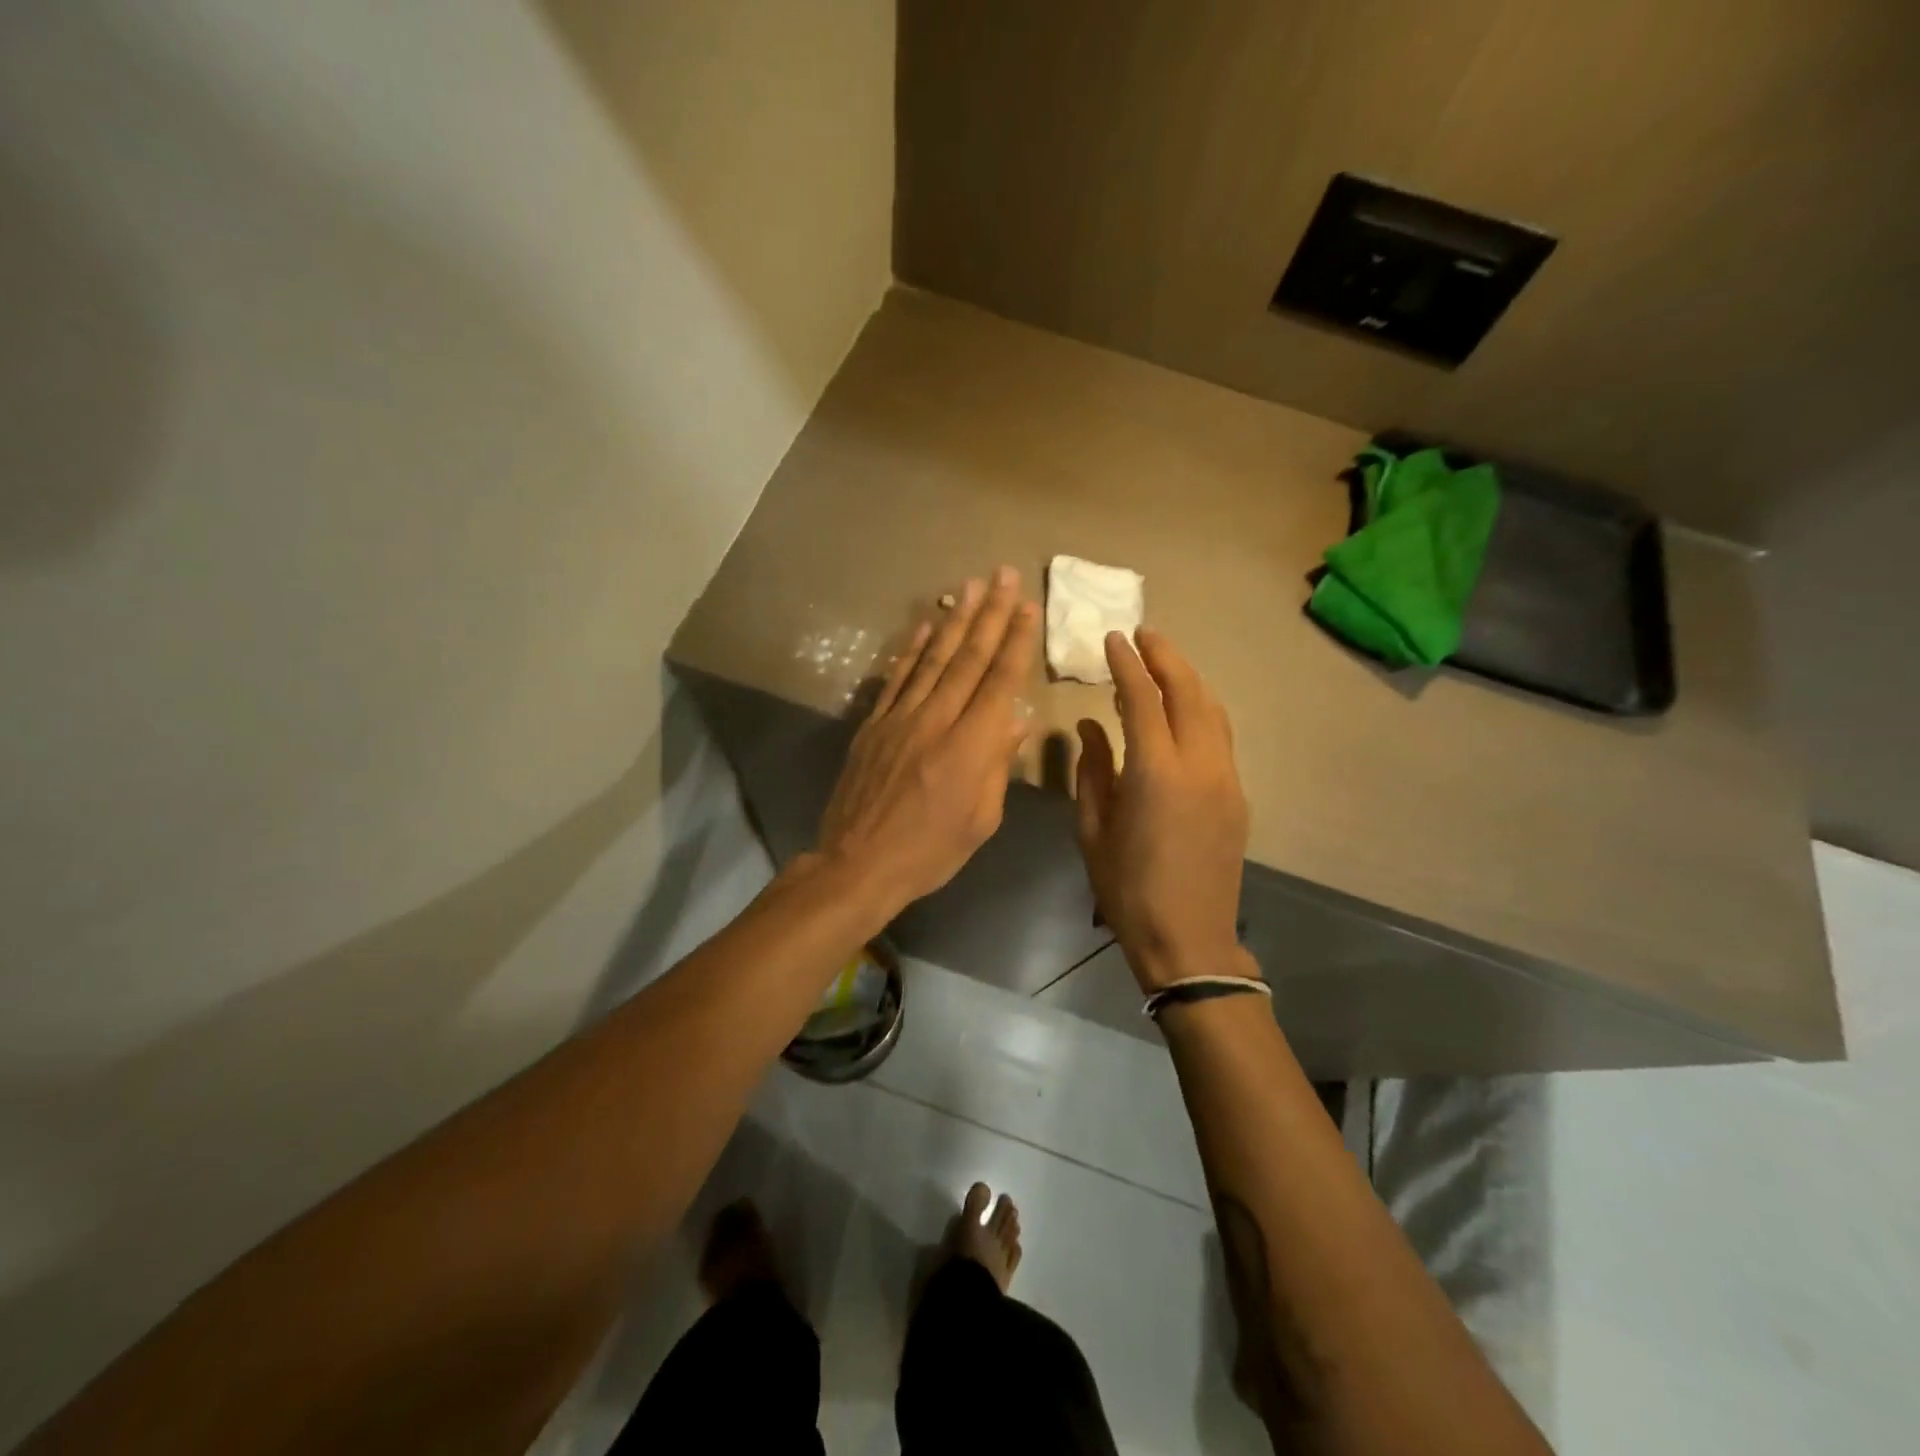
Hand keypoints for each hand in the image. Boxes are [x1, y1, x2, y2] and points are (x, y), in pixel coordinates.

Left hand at [815, 566, 1039, 915]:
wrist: (859, 863)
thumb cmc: (931, 851)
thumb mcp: (981, 819)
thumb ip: (998, 765)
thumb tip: (1016, 721)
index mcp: (971, 746)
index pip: (999, 682)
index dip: (1016, 641)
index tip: (1028, 607)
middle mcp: (937, 720)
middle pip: (968, 659)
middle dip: (990, 614)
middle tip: (1003, 574)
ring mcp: (900, 718)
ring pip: (932, 659)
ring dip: (954, 620)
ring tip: (970, 585)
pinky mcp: (873, 725)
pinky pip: (897, 679)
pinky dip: (912, 650)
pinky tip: (926, 625)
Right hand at [1075, 627, 1250, 991]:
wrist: (1189, 938)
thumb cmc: (1127, 888)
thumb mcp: (1092, 829)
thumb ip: (1092, 770)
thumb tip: (1089, 726)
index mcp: (1155, 773)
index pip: (1142, 699)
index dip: (1127, 664)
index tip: (1113, 638)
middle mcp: (1199, 765)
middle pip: (1188, 691)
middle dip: (1165, 656)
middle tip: (1143, 634)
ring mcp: (1225, 778)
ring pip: (1212, 710)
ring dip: (1187, 679)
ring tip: (1162, 663)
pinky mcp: (1237, 794)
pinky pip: (1220, 735)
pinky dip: (1200, 709)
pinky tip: (1181, 710)